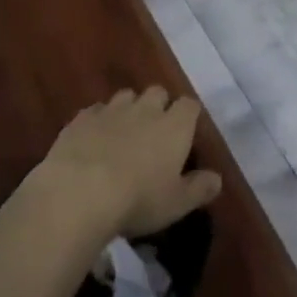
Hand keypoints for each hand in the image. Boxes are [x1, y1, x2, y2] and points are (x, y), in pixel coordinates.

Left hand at [39, 87, 222, 238]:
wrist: (80, 192)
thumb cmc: (138, 199)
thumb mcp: (177, 203)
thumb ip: (199, 189)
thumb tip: (217, 179)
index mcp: (174, 126)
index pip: (189, 105)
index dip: (189, 115)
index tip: (187, 130)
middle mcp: (145, 109)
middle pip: (157, 92)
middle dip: (159, 105)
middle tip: (155, 131)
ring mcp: (111, 110)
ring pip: (126, 96)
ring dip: (129, 109)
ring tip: (124, 132)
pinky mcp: (81, 118)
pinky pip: (95, 110)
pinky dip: (99, 120)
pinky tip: (94, 139)